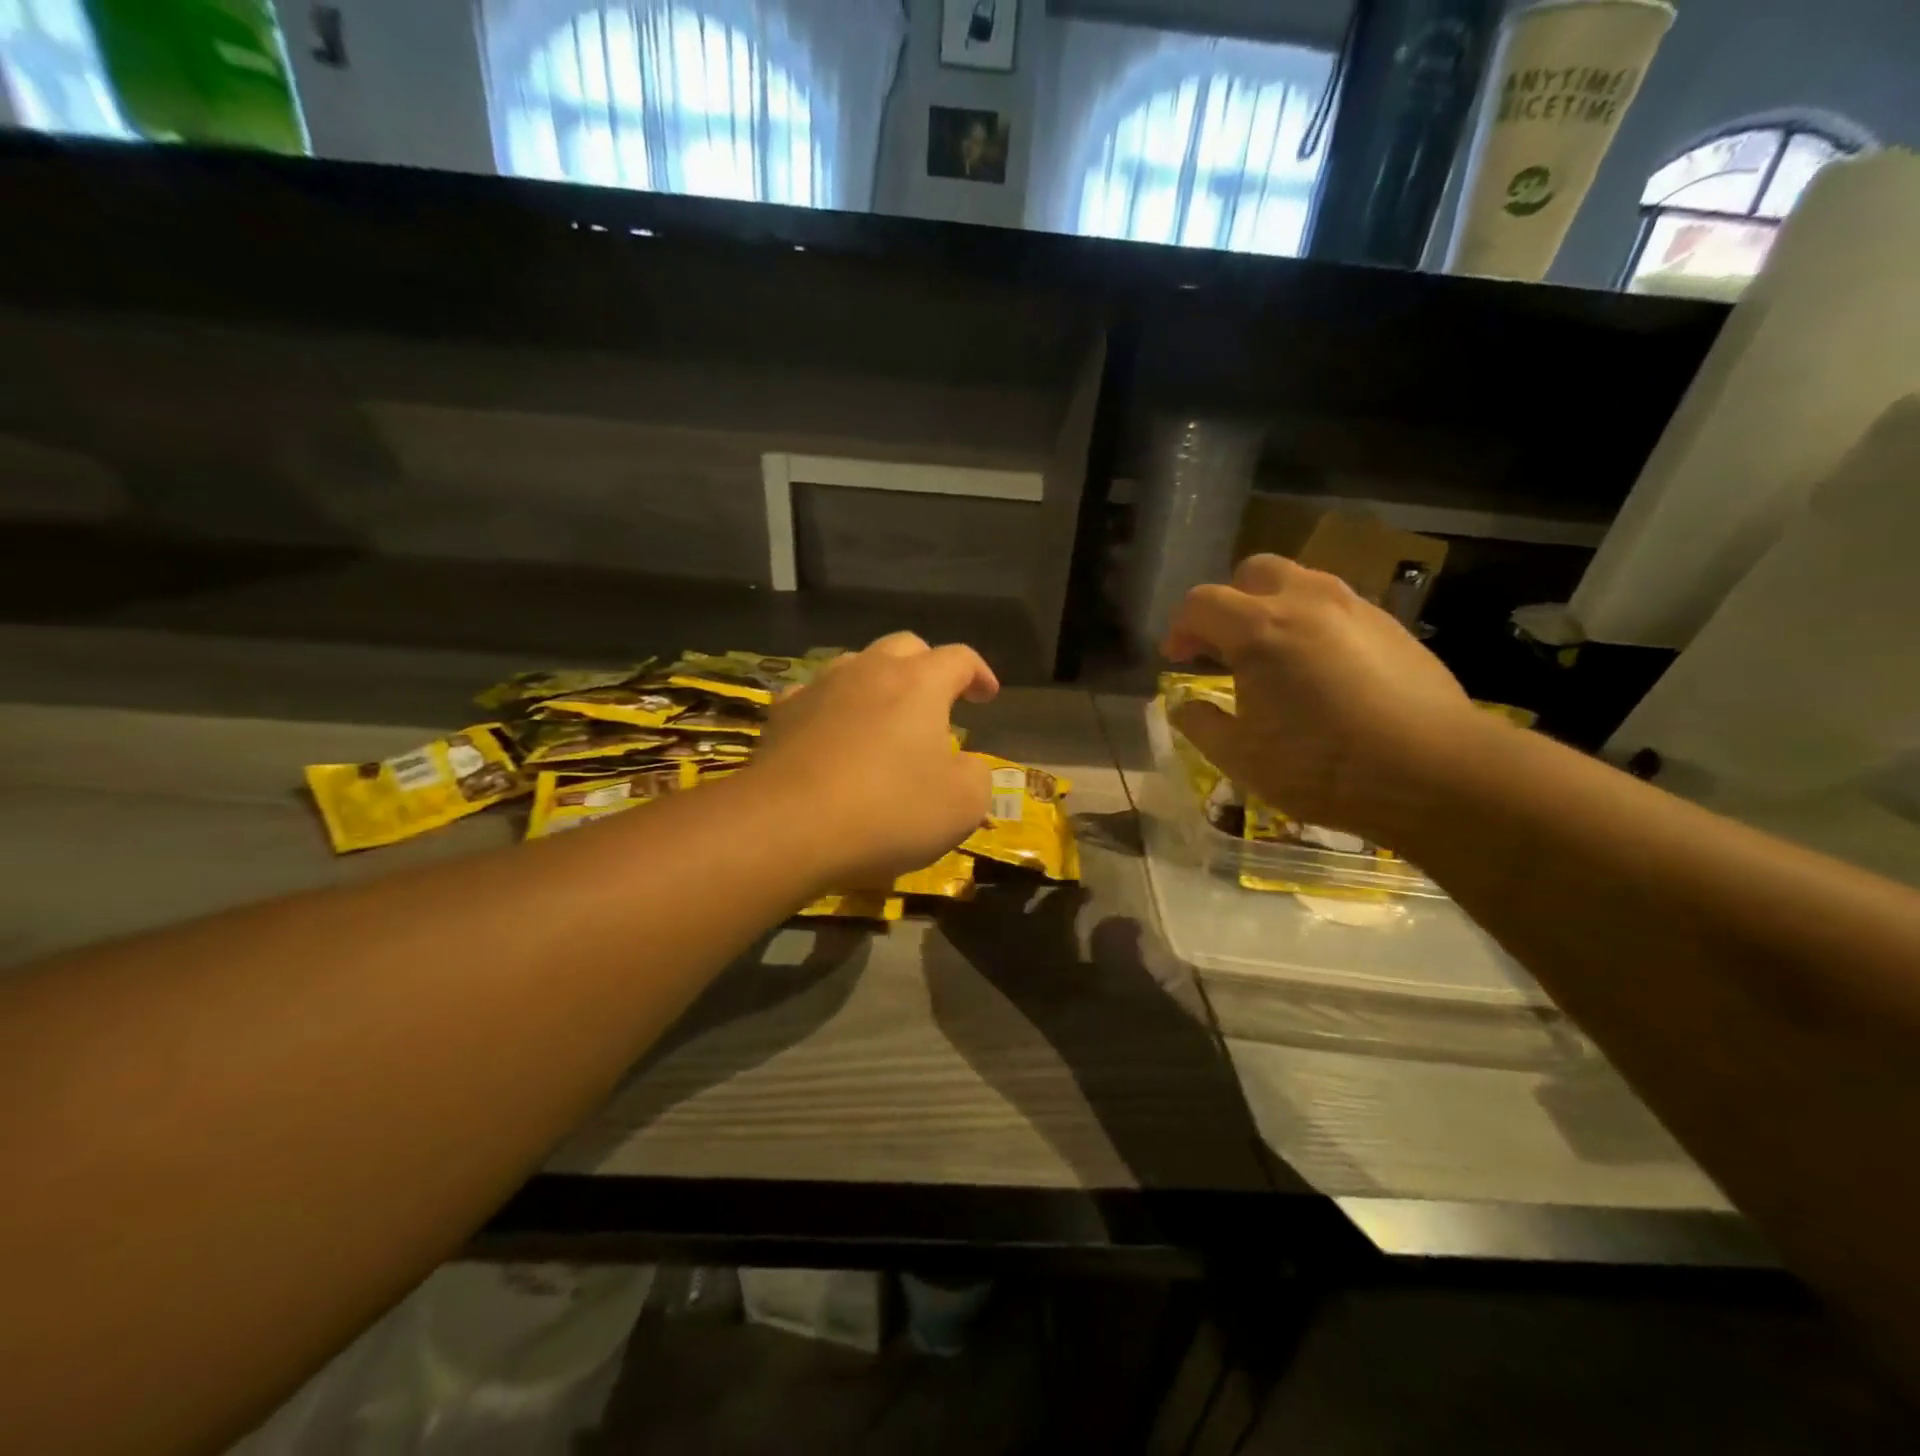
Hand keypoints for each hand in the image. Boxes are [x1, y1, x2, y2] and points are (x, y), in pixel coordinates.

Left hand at [749, 633, 999, 887]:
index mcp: (920, 682)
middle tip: (938, 699)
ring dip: (878, 683)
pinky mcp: (781, 716)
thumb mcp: (962, 804)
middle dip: (927, 666)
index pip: (959, 658)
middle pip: (905, 647)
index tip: (987, 696)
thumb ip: (976, 775)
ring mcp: (819, 689)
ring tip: (884, 716)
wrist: (788, 827)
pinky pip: (814, 697)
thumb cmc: (889, 810)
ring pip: (855, 665)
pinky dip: (833, 709)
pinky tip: (832, 735)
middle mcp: (869, 671)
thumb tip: (964, 765)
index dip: (979, 673)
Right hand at [1162, 555, 1481, 843]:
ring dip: (1273, 608)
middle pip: (1253, 572)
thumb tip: (1185, 706)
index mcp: (1259, 629)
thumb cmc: (1321, 766)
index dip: (1180, 628)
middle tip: (1224, 647)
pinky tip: (1322, 670)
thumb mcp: (1241, 758)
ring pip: (1301, 582)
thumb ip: (1202, 724)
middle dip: (1229, 602)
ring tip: (1274, 656)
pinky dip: (1313, 623)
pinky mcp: (1392, 626)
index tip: (1176, 659)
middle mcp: (1306, 601)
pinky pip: (1338, 607)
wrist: (1435, 773)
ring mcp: (1355, 608)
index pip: (1201, 603)